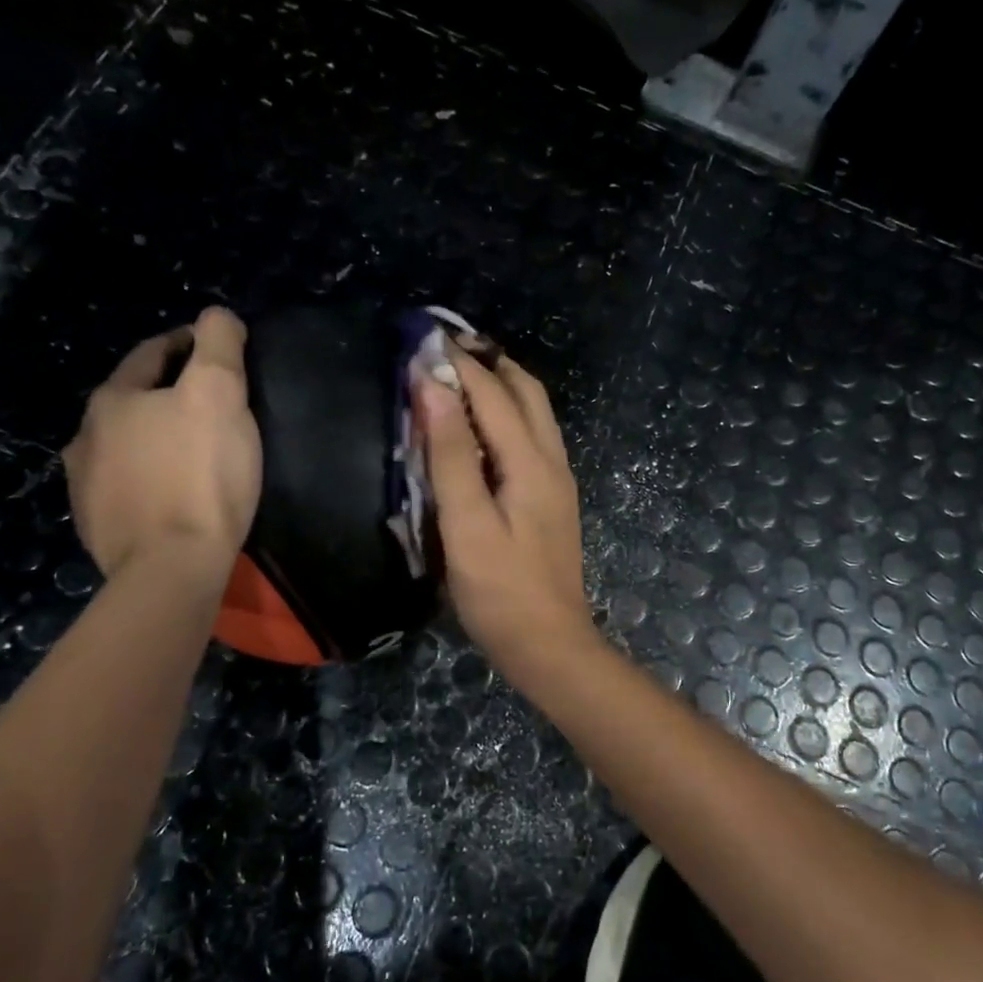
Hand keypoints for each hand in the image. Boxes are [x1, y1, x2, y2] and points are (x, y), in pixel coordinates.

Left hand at [63, 307, 260, 582]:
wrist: (171, 567)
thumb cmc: (200, 475)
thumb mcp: (220, 394)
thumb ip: (219, 345)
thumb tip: (216, 315)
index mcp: (113, 400)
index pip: (152, 354)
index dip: (188, 344)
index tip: (218, 348)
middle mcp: (86, 436)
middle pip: (135, 400)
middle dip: (170, 393)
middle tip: (214, 403)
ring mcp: (86, 485)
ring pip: (127, 446)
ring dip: (155, 439)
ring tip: (193, 450)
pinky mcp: (98, 526)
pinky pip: (127, 487)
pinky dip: (149, 479)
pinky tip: (173, 493)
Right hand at [417, 349, 594, 681]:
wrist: (549, 644)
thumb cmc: (500, 590)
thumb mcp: (467, 524)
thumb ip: (451, 455)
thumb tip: (434, 388)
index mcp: (531, 462)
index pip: (493, 393)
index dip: (459, 363)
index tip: (425, 337)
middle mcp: (552, 460)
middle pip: (526, 392)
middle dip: (489, 363)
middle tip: (447, 349)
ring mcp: (557, 480)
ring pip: (534, 413)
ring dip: (501, 386)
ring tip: (461, 377)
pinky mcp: (552, 498)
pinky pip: (532, 438)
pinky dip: (507, 415)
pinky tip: (481, 428)